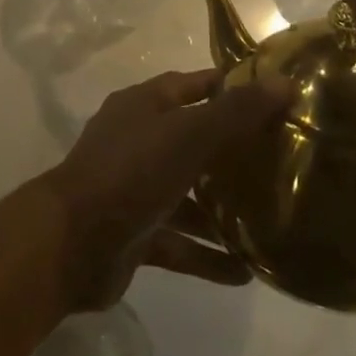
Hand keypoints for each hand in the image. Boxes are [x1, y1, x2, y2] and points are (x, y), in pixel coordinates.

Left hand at [43, 69, 291, 312]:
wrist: (70, 244)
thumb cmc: (130, 172)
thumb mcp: (188, 135)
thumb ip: (235, 113)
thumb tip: (285, 83)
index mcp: (144, 106)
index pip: (192, 85)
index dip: (228, 87)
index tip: (271, 96)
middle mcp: (138, 141)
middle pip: (192, 139)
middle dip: (231, 151)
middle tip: (279, 161)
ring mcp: (134, 189)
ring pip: (187, 194)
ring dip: (220, 209)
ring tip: (269, 220)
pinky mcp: (134, 234)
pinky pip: (178, 242)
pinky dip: (206, 254)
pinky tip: (245, 272)